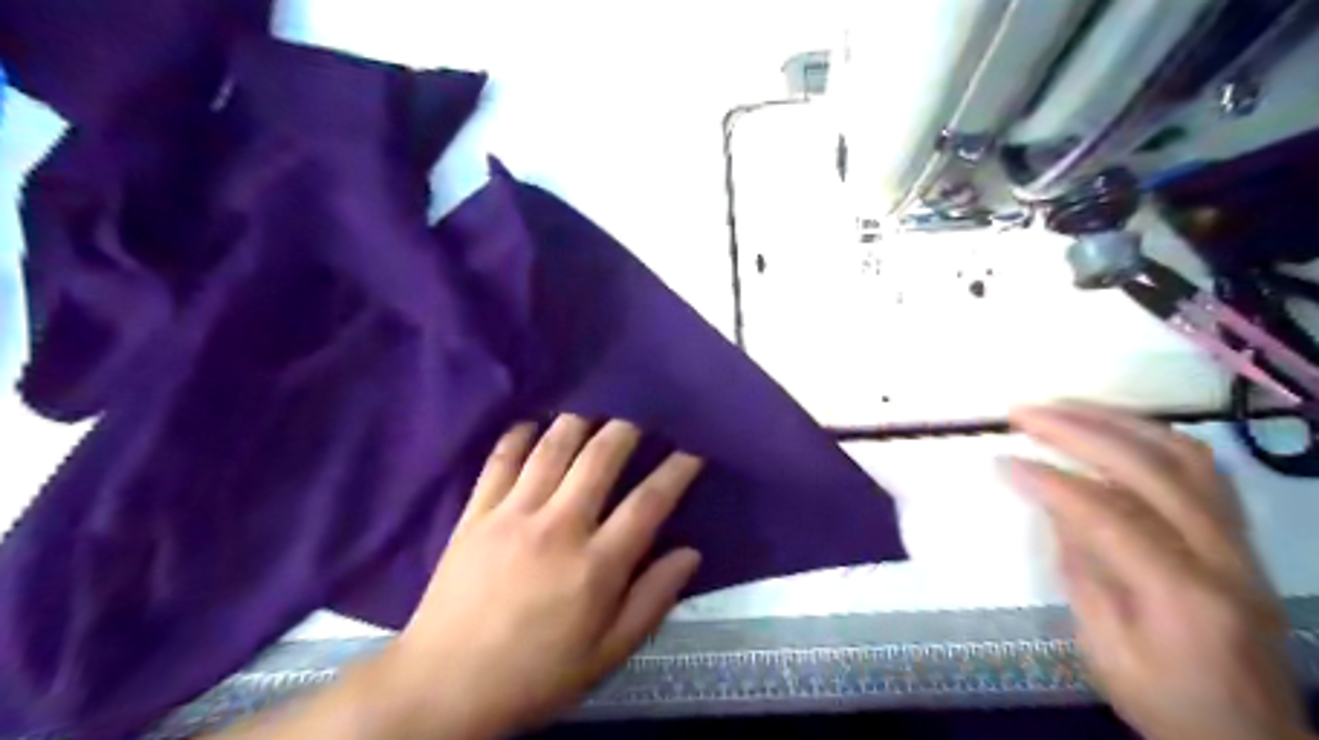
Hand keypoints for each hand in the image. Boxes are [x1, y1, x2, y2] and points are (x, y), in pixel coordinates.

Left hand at [381, 417, 704, 739]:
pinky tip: (531, 424)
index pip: (649, 503)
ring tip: (595, 409)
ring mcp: (513, 514)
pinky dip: (517, 436)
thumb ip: (652, 601)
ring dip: (578, 421)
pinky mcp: (476, 513)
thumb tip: (690, 553)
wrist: (444, 687)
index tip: (693, 448)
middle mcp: (559, 527)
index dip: (677, 470)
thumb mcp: (607, 655)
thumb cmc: (535, 675)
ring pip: (552, 448)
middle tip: (642, 414)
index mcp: (596, 566)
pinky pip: (499, 460)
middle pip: (600, 458)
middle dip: (628, 428)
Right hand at [1007, 402, 1300, 738]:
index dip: (1050, 481)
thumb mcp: (1103, 649)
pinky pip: (1202, 468)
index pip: (1108, 515)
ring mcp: (1243, 543)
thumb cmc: (1165, 702)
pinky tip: (1114, 430)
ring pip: (1186, 456)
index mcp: (1182, 596)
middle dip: (1079, 431)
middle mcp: (1223, 558)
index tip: (1003, 459)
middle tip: (1025, 413)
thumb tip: (1054, 504)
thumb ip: (1080, 571)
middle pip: (1151, 470)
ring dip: (1117, 421)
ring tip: (1063, 407)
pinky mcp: (1243, 538)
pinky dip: (1151, 437)